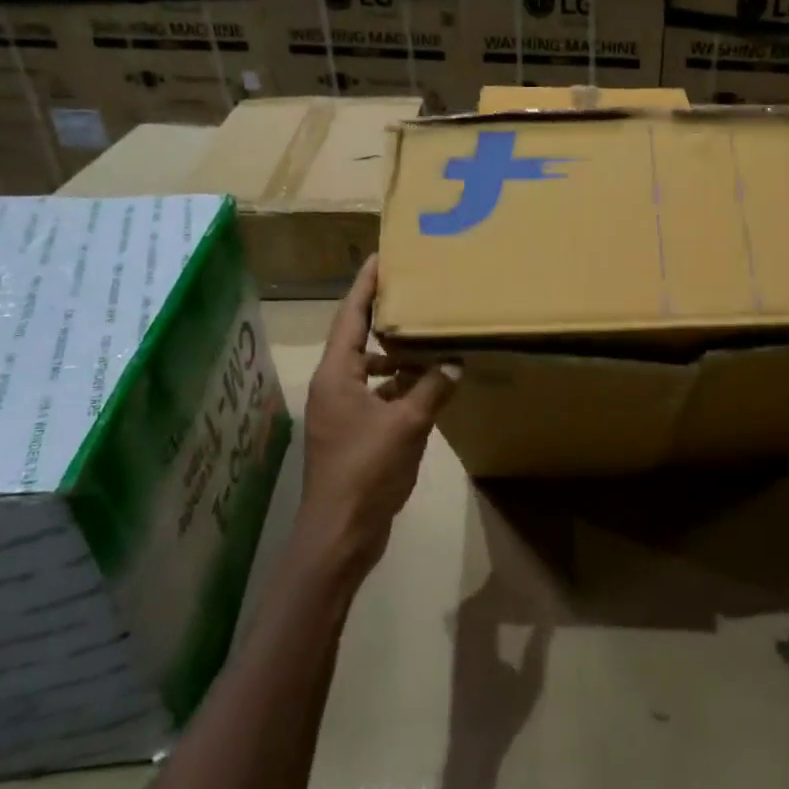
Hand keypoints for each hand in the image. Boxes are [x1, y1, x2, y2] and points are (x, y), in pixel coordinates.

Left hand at [296, 255, 457, 586]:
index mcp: (336, 376)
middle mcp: (334, 387)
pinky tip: (428, 386)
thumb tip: (455, 364)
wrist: (340, 531)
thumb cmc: (366, 470)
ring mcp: (341, 413)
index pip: (350, 318)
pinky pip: (377, 396)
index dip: (364, 287)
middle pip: (357, 340)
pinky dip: (400, 387)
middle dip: (383, 318)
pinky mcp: (353, 434)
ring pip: (369, 370)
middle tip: (413, 293)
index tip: (380, 257)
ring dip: (396, 356)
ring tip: (428, 339)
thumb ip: (432, 389)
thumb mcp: (407, 424)